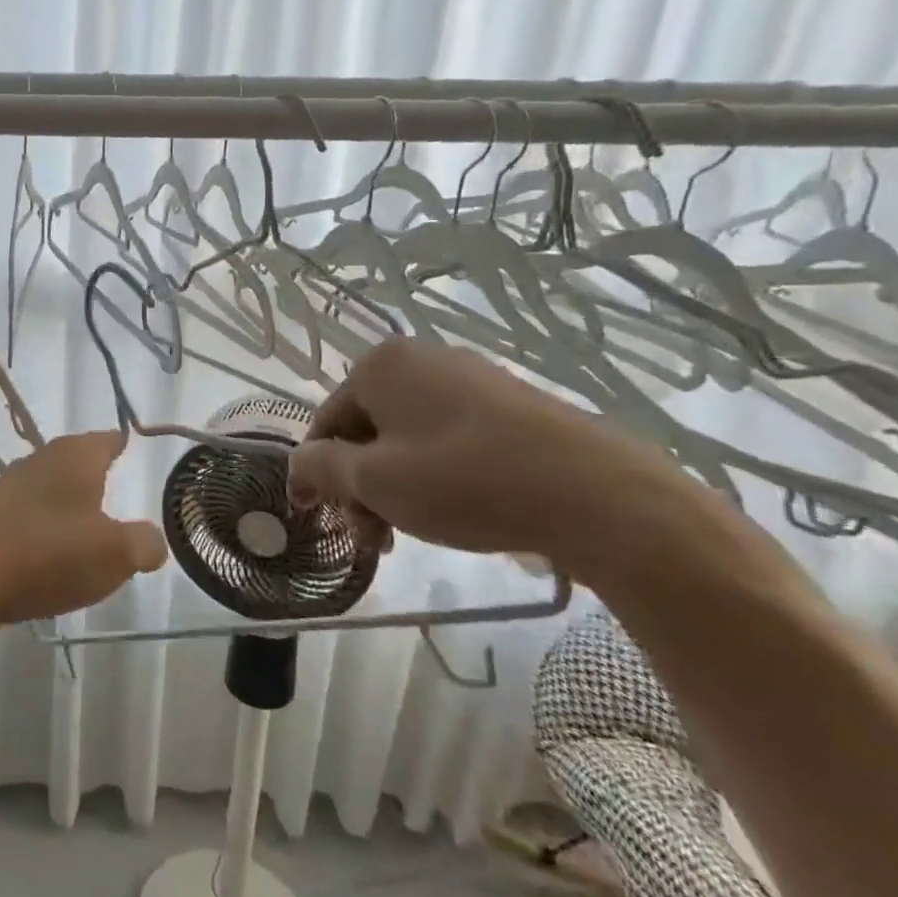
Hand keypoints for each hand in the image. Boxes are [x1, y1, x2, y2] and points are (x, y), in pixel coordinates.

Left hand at [0, 432, 166, 639]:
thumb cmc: (47, 554)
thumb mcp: (114, 554)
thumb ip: (144, 543)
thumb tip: (151, 540)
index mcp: (74, 455)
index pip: (109, 438)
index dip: (126, 445)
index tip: (139, 456)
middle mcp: (40, 462)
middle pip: (79, 465)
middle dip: (99, 484)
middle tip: (124, 509)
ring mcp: (9, 490)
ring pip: (53, 495)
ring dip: (71, 515)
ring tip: (92, 544)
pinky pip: (29, 524)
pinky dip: (45, 539)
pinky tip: (51, 566)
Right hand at [287, 339, 703, 572]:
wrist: (598, 495)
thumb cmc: (464, 480)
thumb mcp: (374, 481)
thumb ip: (320, 468)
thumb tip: (299, 465)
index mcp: (380, 365)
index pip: (325, 422)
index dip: (314, 473)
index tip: (315, 518)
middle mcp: (420, 359)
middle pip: (366, 430)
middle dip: (359, 486)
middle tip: (373, 537)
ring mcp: (470, 378)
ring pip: (406, 437)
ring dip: (394, 486)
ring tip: (409, 533)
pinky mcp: (510, 404)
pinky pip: (448, 438)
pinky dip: (434, 475)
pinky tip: (452, 512)